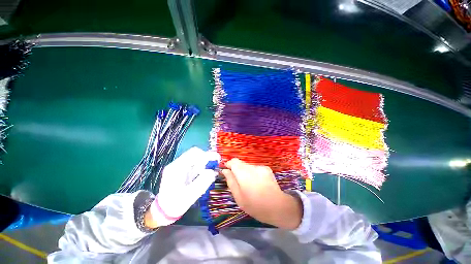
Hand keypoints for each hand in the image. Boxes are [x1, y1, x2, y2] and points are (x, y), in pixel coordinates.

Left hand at [147, 147, 219, 226]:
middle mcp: (177, 164)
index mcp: (177, 168)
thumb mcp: (190, 196)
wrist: (163, 210)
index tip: (217, 160)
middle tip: (211, 169)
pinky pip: (193, 164)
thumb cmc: (175, 204)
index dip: (207, 154)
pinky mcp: (180, 170)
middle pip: (195, 154)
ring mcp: (178, 166)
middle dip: (206, 160)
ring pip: (195, 158)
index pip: (194, 153)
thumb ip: (202, 183)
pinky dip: (200, 168)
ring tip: (205, 175)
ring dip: (203, 164)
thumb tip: (212, 171)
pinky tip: (200, 176)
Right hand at [221, 158, 302, 229]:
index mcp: (243, 173)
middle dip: (237, 170)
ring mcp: (261, 167)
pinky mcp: (267, 169)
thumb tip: (225, 170)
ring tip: (249, 185)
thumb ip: (230, 181)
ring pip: (248, 166)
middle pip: (241, 163)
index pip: (233, 161)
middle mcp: (252, 166)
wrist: (278, 206)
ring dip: (245, 173)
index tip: (226, 172)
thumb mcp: (238, 196)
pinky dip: (253, 174)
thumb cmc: (255, 205)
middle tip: (239, 183)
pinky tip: (258, 184)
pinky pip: (255, 169)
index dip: (228, 164)